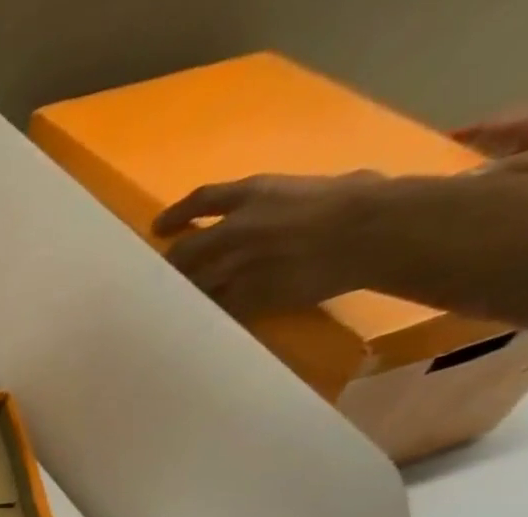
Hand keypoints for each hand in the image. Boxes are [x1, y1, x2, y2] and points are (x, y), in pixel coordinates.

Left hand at [152, 171, 387, 316]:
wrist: (369, 233)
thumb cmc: (361, 198)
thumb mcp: (317, 185)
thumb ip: (290, 198)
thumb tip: (295, 203)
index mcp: (254, 194)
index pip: (200, 200)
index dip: (175, 215)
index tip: (158, 227)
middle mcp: (233, 231)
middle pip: (181, 253)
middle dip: (170, 265)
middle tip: (162, 276)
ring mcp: (235, 267)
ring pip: (190, 285)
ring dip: (182, 294)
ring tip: (174, 302)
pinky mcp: (244, 297)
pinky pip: (212, 308)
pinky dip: (203, 313)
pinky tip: (197, 319)